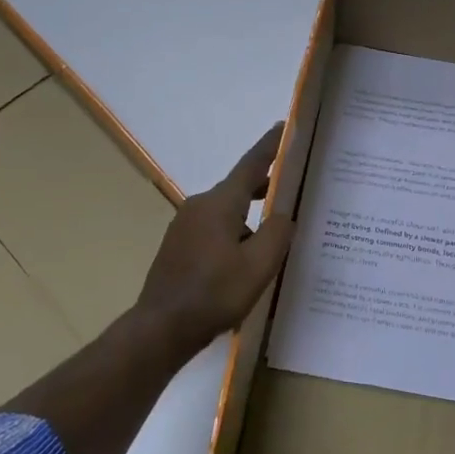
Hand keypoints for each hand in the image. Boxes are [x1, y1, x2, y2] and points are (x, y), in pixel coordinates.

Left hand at [135, 124, 294, 354]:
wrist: (161, 328)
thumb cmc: (214, 294)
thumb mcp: (258, 266)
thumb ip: (277, 233)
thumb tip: (284, 215)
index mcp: (220, 203)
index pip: (251, 165)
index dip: (270, 146)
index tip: (284, 126)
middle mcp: (199, 205)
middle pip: (238, 188)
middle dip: (265, 187)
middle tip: (292, 189)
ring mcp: (184, 226)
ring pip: (226, 212)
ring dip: (249, 218)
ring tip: (273, 237)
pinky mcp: (178, 246)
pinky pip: (213, 230)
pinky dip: (234, 234)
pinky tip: (245, 260)